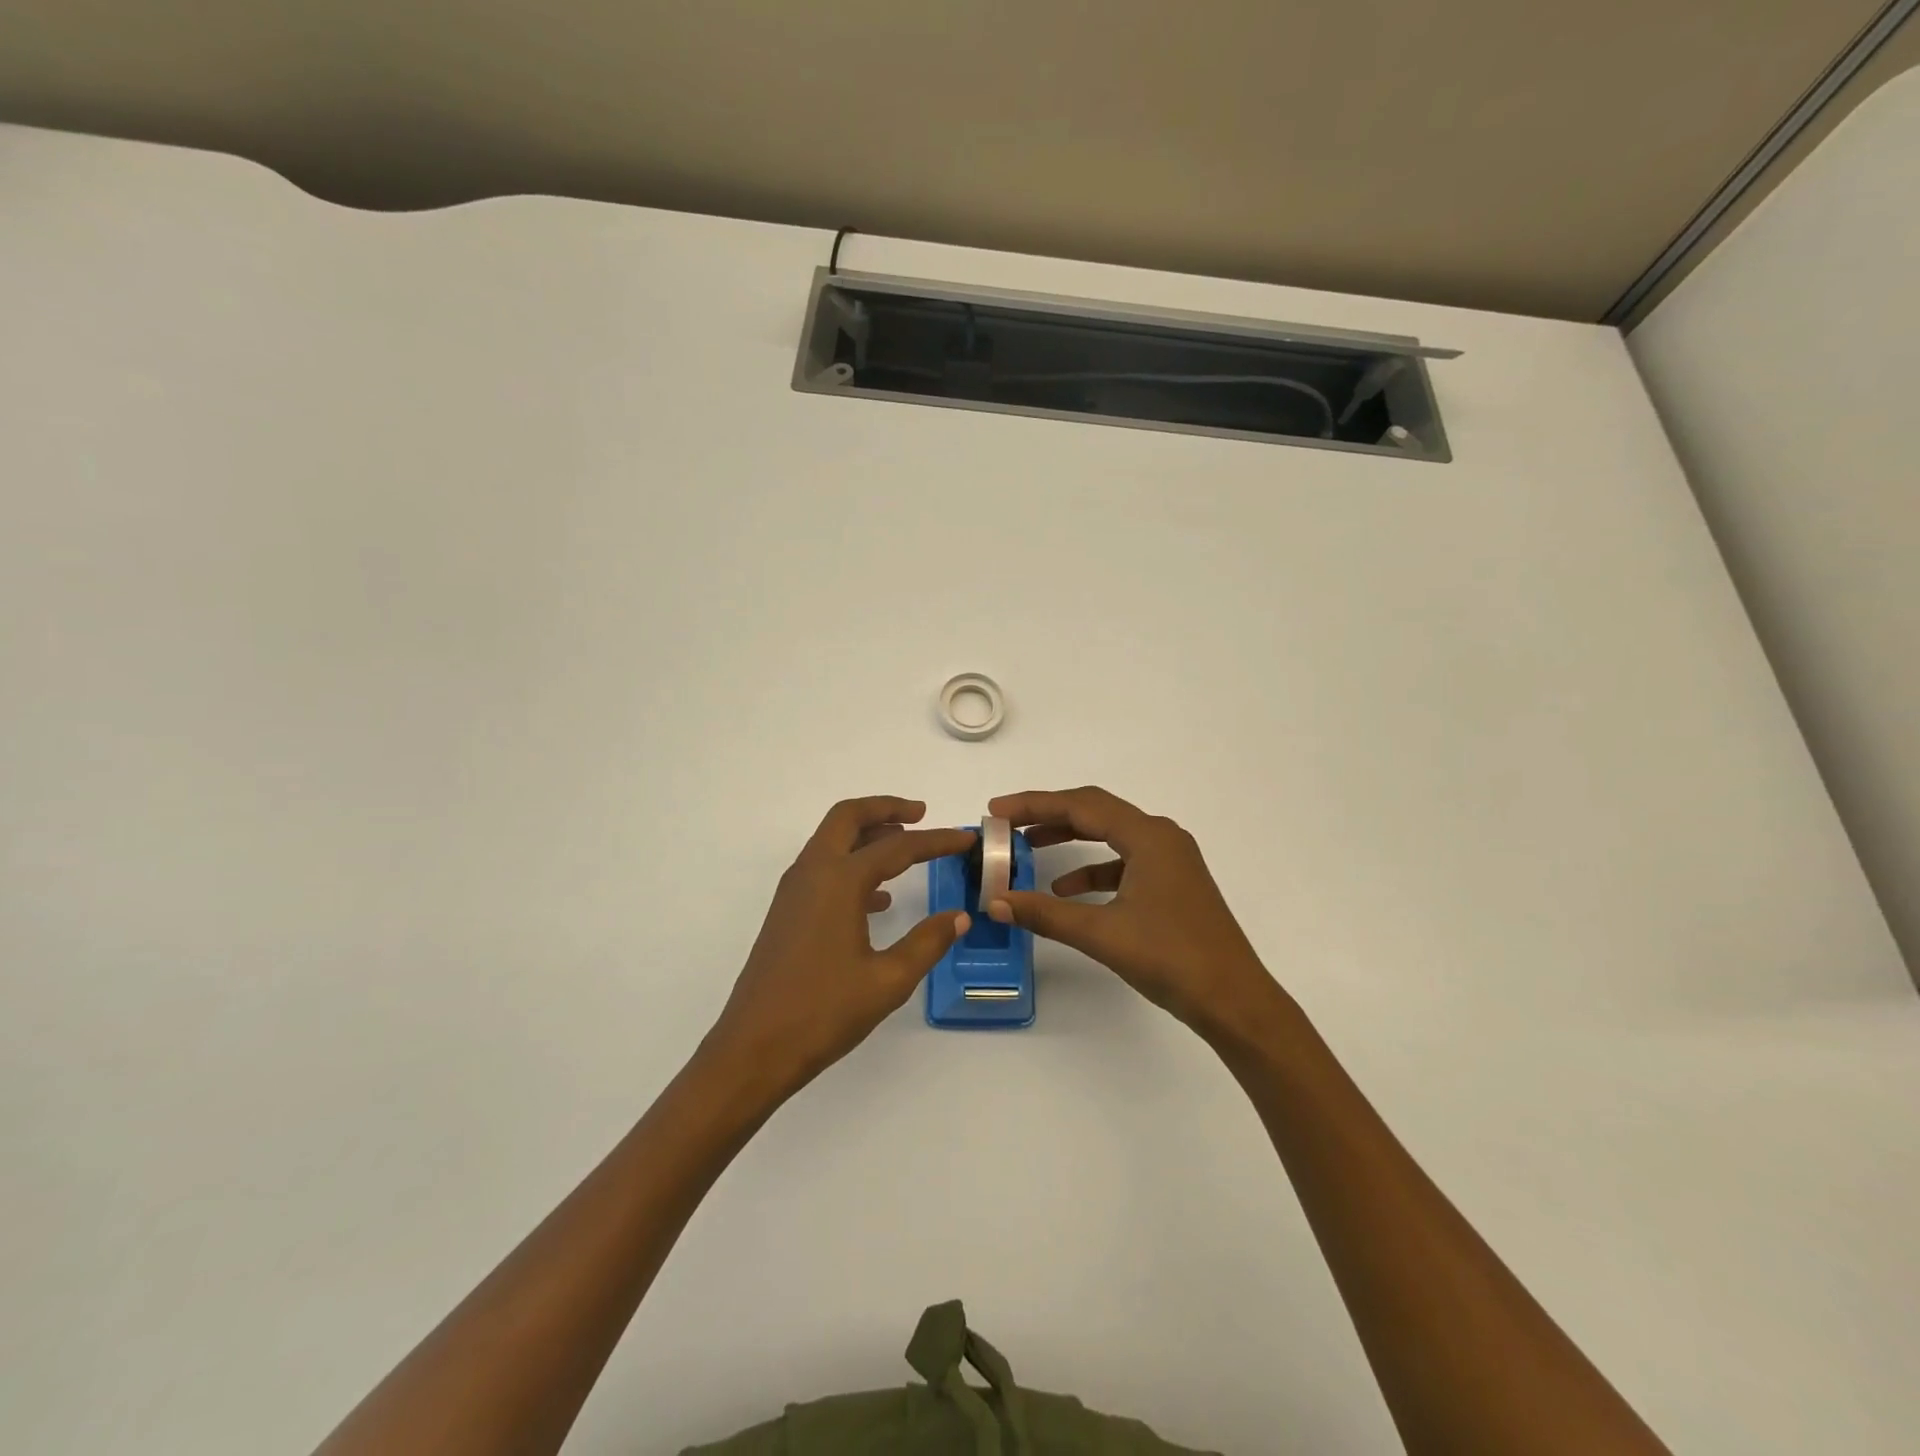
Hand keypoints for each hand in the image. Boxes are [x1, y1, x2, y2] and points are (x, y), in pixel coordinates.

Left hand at [703, 797, 973, 1096]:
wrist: (753, 1049)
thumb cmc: (822, 1013)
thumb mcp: (887, 981)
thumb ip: (927, 943)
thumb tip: (958, 916)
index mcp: (839, 881)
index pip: (898, 847)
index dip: (937, 840)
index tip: (967, 838)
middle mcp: (812, 873)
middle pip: (848, 818)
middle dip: (886, 809)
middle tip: (922, 815)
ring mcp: (794, 891)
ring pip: (832, 840)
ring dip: (868, 834)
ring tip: (906, 848)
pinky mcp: (787, 912)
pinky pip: (823, 869)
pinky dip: (852, 864)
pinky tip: (879, 899)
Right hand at [985, 787, 1281, 1037]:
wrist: (1234, 1000)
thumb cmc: (1171, 958)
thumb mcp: (1102, 934)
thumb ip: (1046, 914)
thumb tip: (996, 903)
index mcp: (1148, 837)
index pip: (1080, 805)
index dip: (1034, 804)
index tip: (997, 810)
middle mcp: (1161, 837)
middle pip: (1095, 812)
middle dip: (1049, 815)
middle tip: (1008, 824)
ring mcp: (1170, 859)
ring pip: (1110, 835)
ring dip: (1070, 838)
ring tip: (1029, 848)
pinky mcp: (1172, 882)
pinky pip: (1123, 861)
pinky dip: (1092, 869)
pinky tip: (1067, 890)